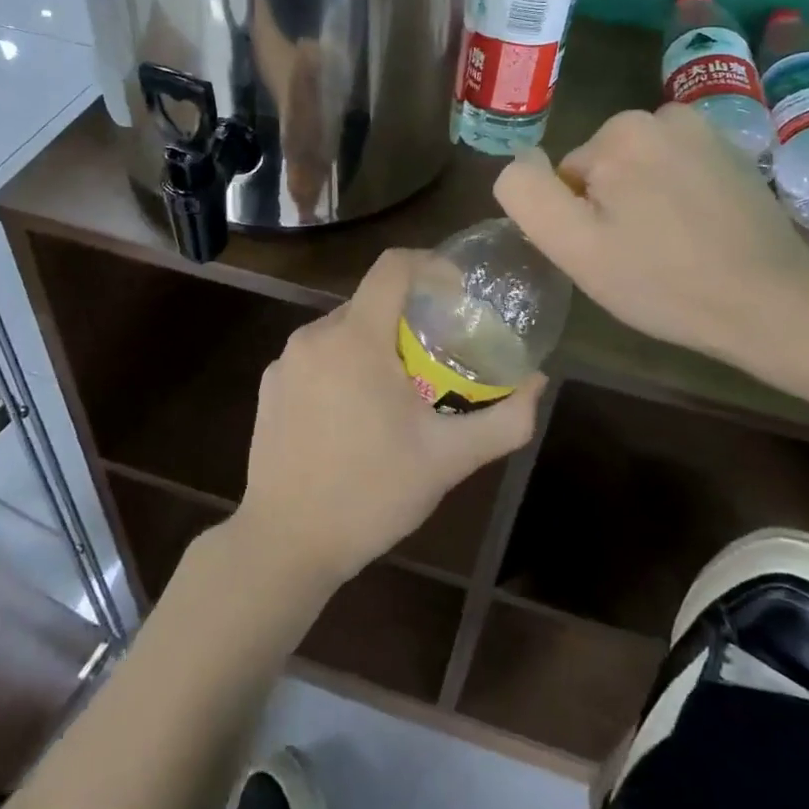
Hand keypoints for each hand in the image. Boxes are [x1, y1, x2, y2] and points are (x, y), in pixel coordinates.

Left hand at [234, 249, 543, 589]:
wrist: (284, 543)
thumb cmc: (371, 494)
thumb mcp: (449, 459)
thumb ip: (505, 419)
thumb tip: (538, 382)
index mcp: (356, 339)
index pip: (393, 266)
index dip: (430, 265)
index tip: (457, 292)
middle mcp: (315, 336)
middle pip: (371, 299)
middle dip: (408, 315)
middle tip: (438, 353)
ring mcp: (286, 361)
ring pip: (343, 329)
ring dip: (376, 343)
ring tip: (400, 388)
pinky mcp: (270, 385)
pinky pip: (317, 356)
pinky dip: (344, 365)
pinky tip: (355, 414)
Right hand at [494, 103, 808, 362]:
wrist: (771, 301)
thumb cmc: (662, 280)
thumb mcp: (574, 247)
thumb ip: (528, 195)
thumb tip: (521, 161)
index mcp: (618, 132)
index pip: (568, 178)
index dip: (580, 220)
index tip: (612, 252)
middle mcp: (662, 114)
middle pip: (604, 167)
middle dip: (613, 206)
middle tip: (640, 254)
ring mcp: (705, 130)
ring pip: (640, 168)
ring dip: (645, 201)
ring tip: (673, 247)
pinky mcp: (734, 151)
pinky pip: (677, 169)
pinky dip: (679, 196)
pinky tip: (702, 234)